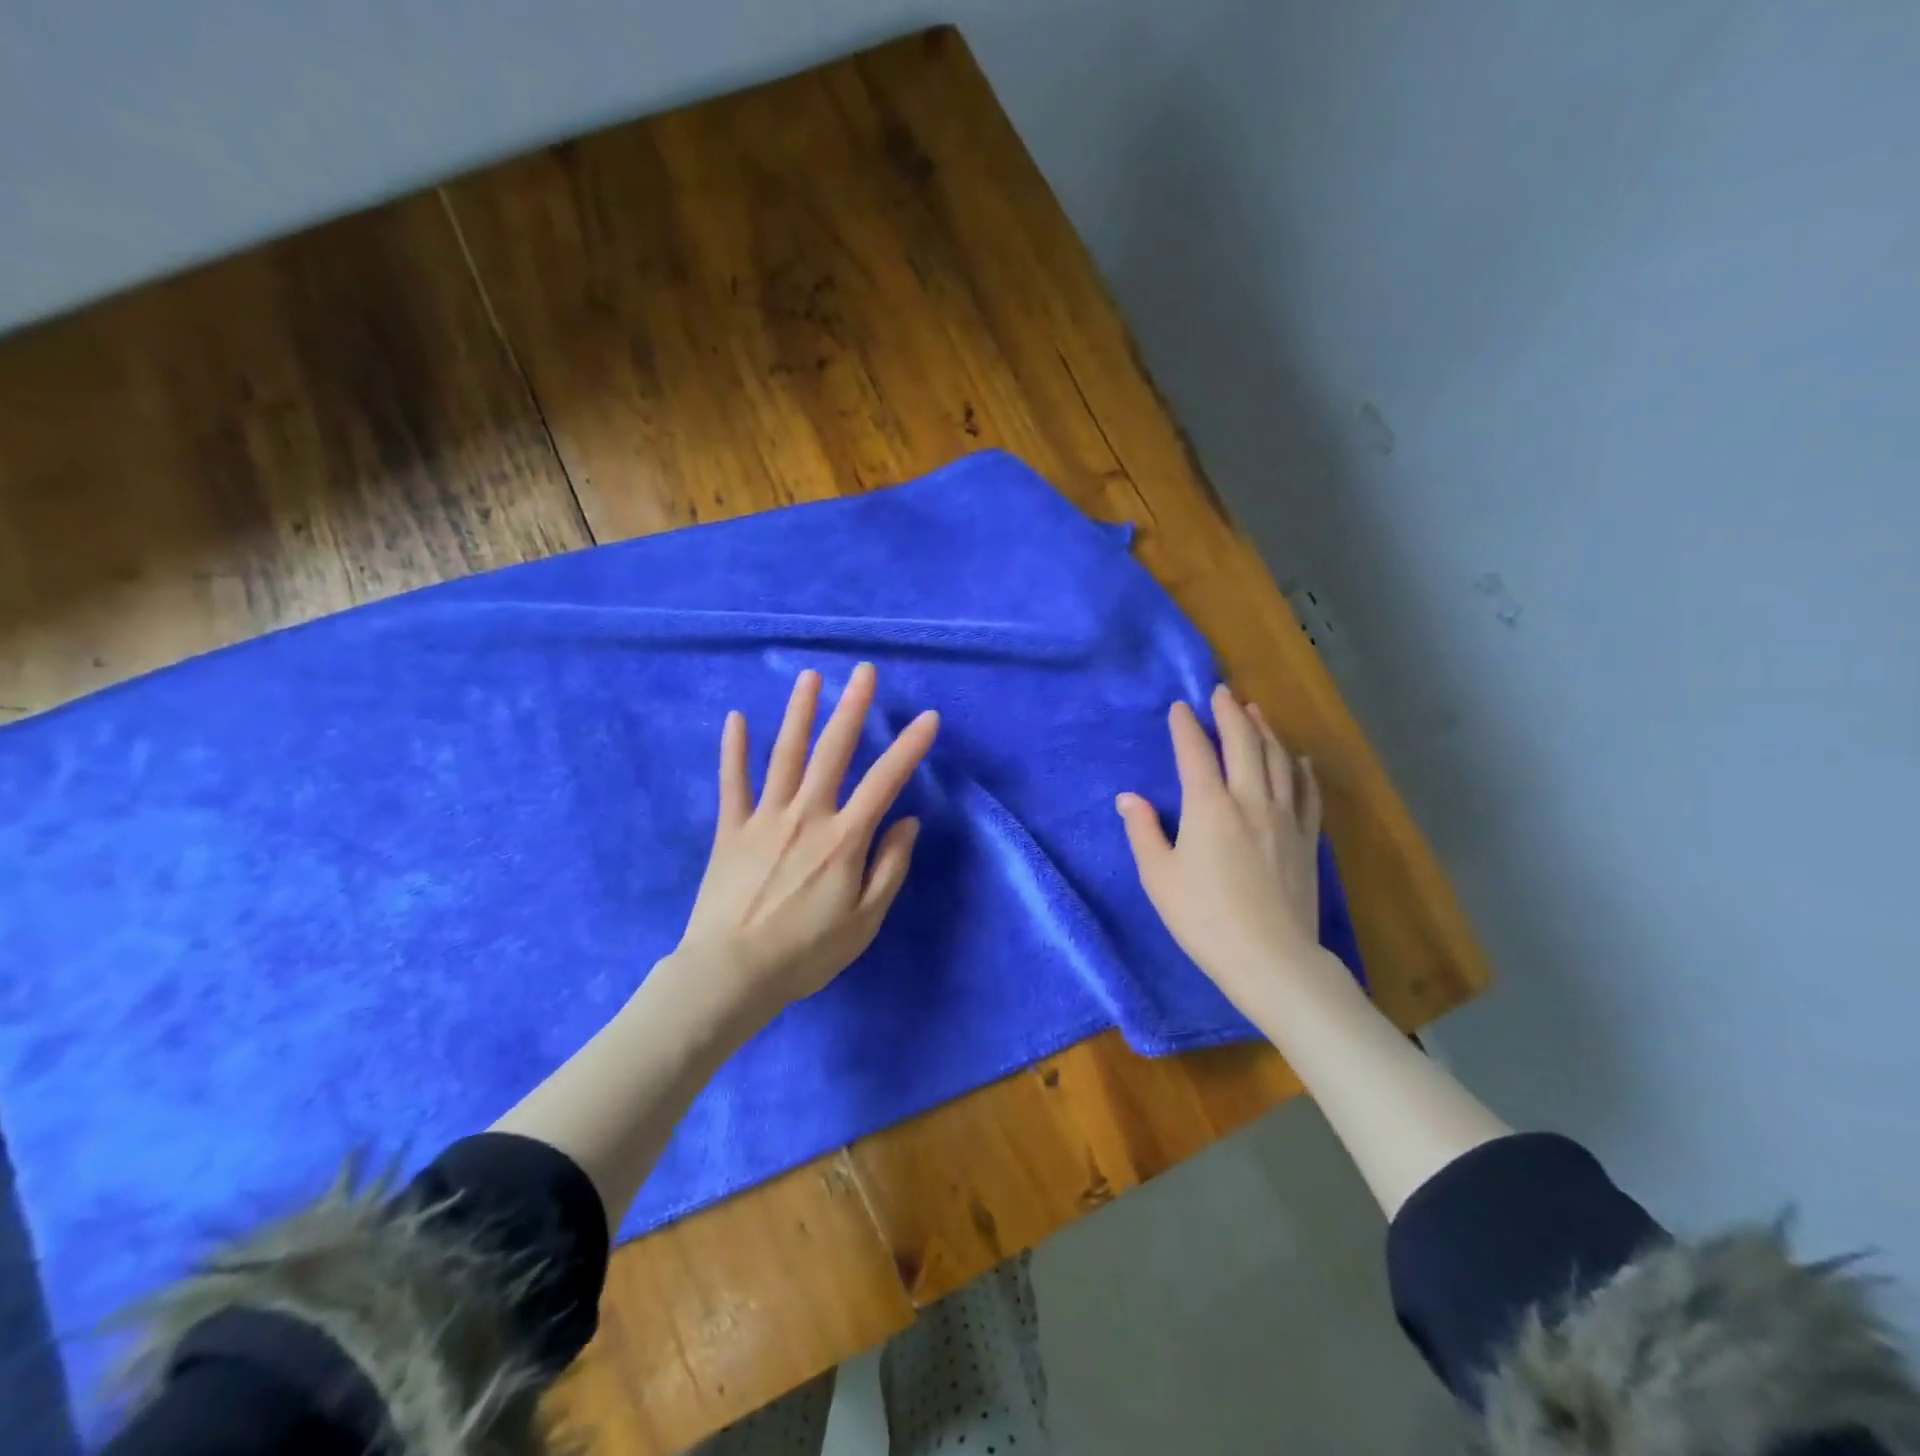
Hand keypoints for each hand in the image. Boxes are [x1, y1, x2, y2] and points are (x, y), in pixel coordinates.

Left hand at [669, 663, 938, 1026]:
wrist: (731, 975)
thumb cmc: (806, 953)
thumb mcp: (865, 921)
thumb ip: (890, 867)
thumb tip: (908, 822)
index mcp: (843, 838)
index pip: (885, 781)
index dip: (909, 747)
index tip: (928, 718)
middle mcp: (806, 815)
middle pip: (833, 751)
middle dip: (852, 708)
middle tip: (863, 671)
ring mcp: (764, 818)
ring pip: (784, 754)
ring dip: (799, 713)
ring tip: (810, 677)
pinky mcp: (731, 829)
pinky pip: (732, 782)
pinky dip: (734, 749)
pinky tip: (735, 718)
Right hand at [1116, 684, 1325, 1011]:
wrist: (1271, 958)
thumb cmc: (1204, 918)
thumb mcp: (1159, 876)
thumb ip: (1143, 831)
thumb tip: (1129, 797)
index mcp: (1208, 806)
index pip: (1195, 753)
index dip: (1186, 726)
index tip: (1180, 707)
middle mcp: (1250, 800)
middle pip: (1243, 743)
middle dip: (1230, 713)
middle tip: (1222, 692)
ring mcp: (1285, 817)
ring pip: (1278, 760)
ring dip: (1265, 730)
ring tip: (1255, 711)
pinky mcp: (1307, 839)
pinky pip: (1308, 792)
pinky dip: (1301, 769)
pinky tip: (1298, 759)